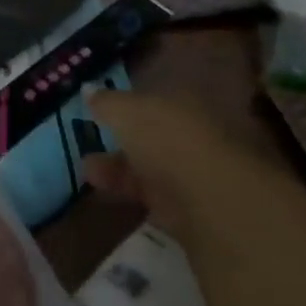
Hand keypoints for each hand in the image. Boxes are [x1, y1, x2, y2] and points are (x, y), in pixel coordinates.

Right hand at [82, 90, 246, 231]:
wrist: (216, 207)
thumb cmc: (169, 141)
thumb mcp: (127, 112)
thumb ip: (108, 102)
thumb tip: (88, 89)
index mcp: (189, 103)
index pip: (156, 100)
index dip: (128, 106)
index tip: (98, 113)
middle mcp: (198, 136)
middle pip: (156, 138)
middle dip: (123, 143)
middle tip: (88, 148)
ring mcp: (200, 178)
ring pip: (156, 171)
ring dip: (123, 172)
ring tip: (89, 174)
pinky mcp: (197, 216)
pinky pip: (160, 203)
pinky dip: (137, 200)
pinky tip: (113, 200)